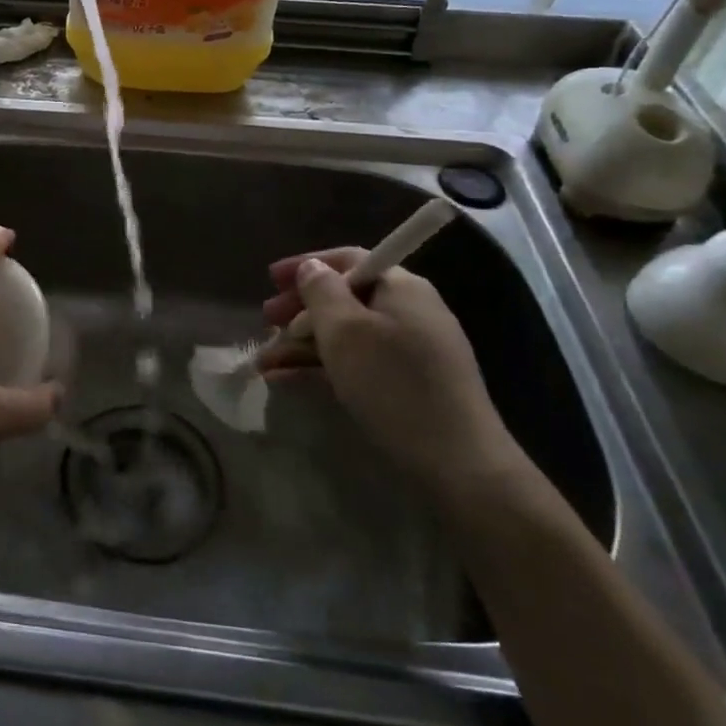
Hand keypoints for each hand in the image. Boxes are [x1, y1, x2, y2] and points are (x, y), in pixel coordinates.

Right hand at [259, 249, 526, 501]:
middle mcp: (410, 312)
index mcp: (401, 288)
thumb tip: (312, 268)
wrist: (459, 465)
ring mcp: (412, 351)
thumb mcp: (345, 331)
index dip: (306, 265)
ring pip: (347, 335)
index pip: (349, 260)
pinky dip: (322, 367)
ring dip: (303, 344)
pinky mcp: (409, 386)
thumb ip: (321, 291)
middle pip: (345, 298)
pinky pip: (357, 363)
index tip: (270, 280)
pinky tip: (286, 381)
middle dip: (300, 310)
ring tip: (265, 363)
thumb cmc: (393, 384)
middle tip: (265, 323)